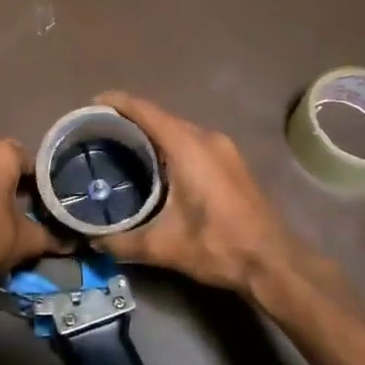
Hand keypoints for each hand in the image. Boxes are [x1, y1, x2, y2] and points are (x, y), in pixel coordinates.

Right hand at [97, 92, 342, 307]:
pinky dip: (170, 143)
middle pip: (161, 116)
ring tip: (122, 145)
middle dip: (130, 118)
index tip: (91, 105)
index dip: (117, 102)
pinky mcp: (231, 161)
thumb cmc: (217, 246)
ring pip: (179, 128)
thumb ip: (122, 242)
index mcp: (187, 147)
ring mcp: (223, 148)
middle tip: (99, 131)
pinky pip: (192, 140)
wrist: (273, 262)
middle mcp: (206, 138)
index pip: (145, 111)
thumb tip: (91, 241)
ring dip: (152, 131)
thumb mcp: (163, 247)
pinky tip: (156, 164)